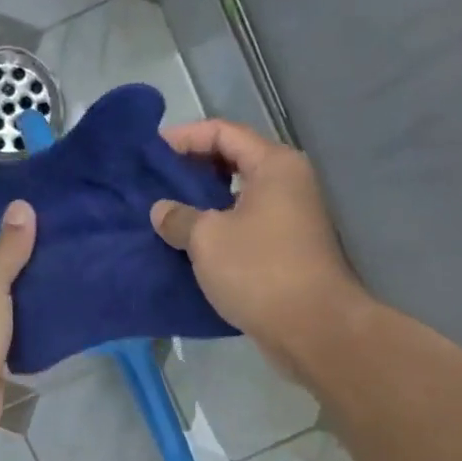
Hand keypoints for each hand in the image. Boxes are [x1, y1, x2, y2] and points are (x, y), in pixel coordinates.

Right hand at [151, 120, 363, 374]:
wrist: (311, 327)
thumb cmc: (259, 270)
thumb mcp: (208, 239)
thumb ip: (179, 218)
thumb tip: (162, 211)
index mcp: (274, 165)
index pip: (224, 133)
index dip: (185, 138)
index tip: (151, 153)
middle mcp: (288, 184)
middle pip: (233, 163)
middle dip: (193, 172)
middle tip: (155, 184)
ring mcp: (290, 220)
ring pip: (238, 200)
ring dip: (204, 206)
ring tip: (167, 216)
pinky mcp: (286, 253)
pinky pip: (245, 230)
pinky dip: (218, 233)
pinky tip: (190, 248)